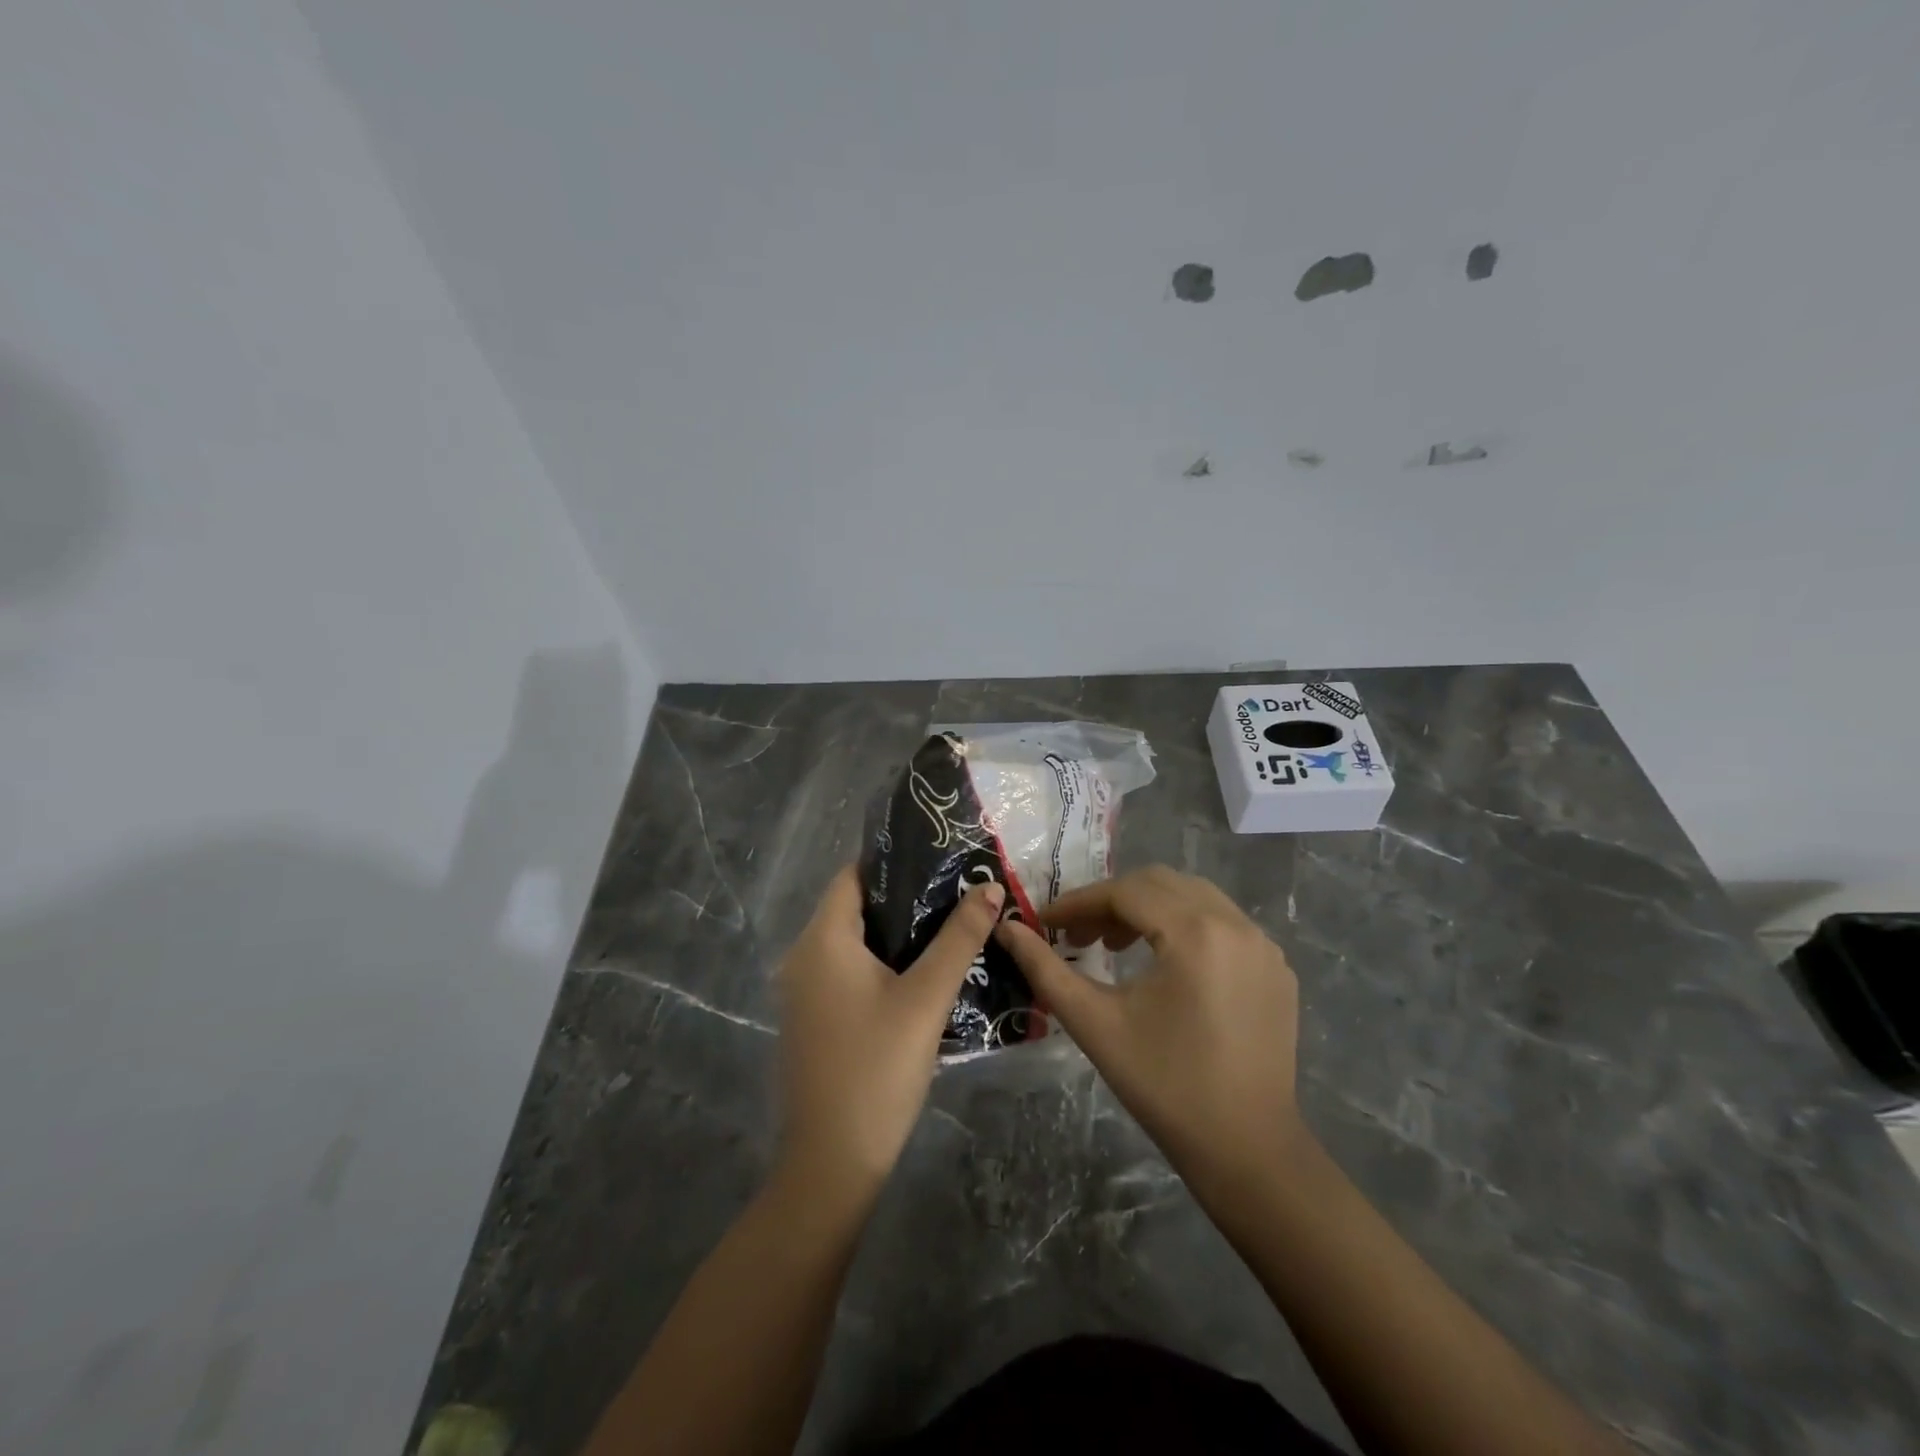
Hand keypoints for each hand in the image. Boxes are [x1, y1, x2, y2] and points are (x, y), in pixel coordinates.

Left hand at [776, 866, 1002, 1195]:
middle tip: (957, 891)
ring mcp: (804, 991)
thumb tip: (989, 888)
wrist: (832, 1163)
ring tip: (950, 925)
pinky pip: (848, 972)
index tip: (939, 859)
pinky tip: (923, 972)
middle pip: (855, 908)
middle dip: (905, 898)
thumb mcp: (926, 999)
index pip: (853, 877)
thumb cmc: (878, 1069)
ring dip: (897, 933)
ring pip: (853, 943)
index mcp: (822, 940)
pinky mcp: (814, 1019)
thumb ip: (959, 939)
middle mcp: (804, 957)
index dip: (894, 862)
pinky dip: (882, 963)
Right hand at [996, 866, 1305, 1192]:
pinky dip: (1183, 927)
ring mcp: (1263, 945)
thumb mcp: (1095, 1023)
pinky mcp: (1275, 968)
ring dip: (1147, 910)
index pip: (1125, 892)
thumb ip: (1045, 969)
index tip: (1045, 922)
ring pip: (1192, 898)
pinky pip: (1222, 923)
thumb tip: (1007, 929)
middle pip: (1160, 884)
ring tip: (1113, 948)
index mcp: (1195, 932)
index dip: (1079, 903)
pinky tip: (1163, 963)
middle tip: (1076, 936)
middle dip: (1111, 902)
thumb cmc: (1163, 1085)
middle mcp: (1236, 924)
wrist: (1246, 1149)